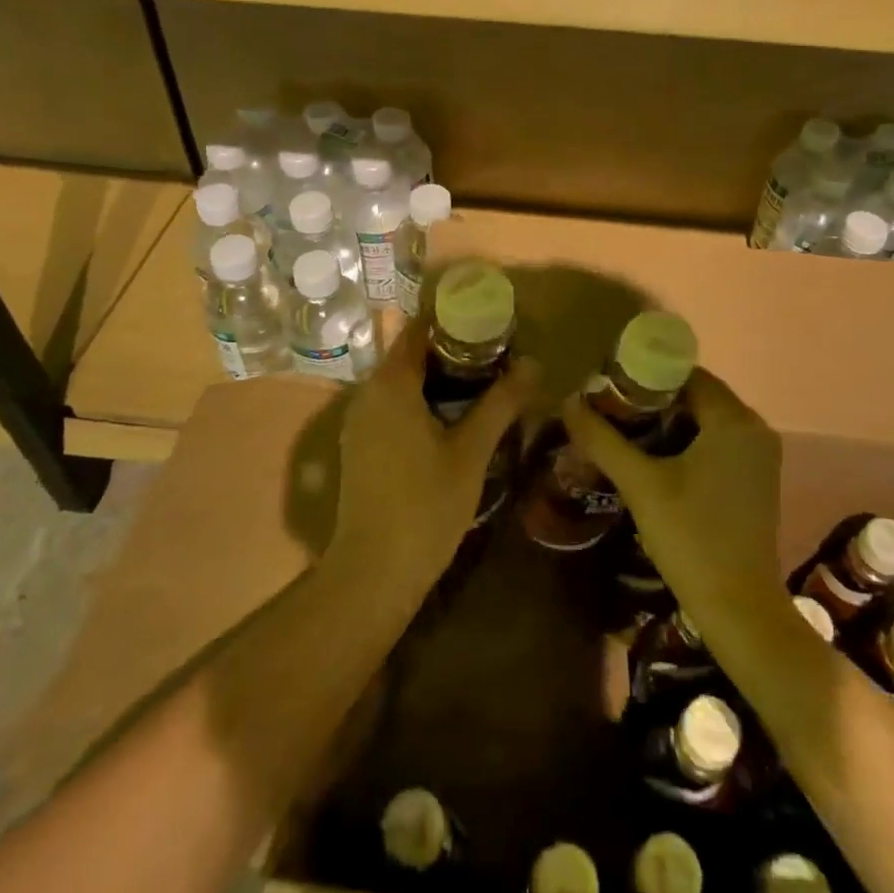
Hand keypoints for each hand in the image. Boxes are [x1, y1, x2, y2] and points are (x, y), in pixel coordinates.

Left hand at [328, 318, 538, 597]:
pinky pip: (393, 407)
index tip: (490, 321)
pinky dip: (422, 401)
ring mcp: (360, 421)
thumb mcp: (472, 451)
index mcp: (391, 384)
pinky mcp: (360, 446)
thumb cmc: (426, 504)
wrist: (374, 572)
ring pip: (402, 383)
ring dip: (438, 378)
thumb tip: (533, 364)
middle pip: (411, 355)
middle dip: (453, 351)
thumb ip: (501, 403)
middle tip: (497, 355)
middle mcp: (368, 393)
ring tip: (484, 383)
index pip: (420, 330)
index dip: (454, 320)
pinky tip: (454, 420)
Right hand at [559, 368, 783, 632]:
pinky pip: (716, 442)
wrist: (740, 611)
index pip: (685, 373)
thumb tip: (567, 401)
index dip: (644, 374)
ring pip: (704, 420)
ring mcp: (759, 456)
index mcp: (733, 419)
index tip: (606, 385)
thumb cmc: (691, 538)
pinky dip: (685, 441)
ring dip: (666, 421)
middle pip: (695, 394)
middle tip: (607, 409)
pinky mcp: (755, 480)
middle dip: (651, 399)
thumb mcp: (640, 484)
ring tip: (620, 431)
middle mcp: (754, 428)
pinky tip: (652, 458)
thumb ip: (603, 438)